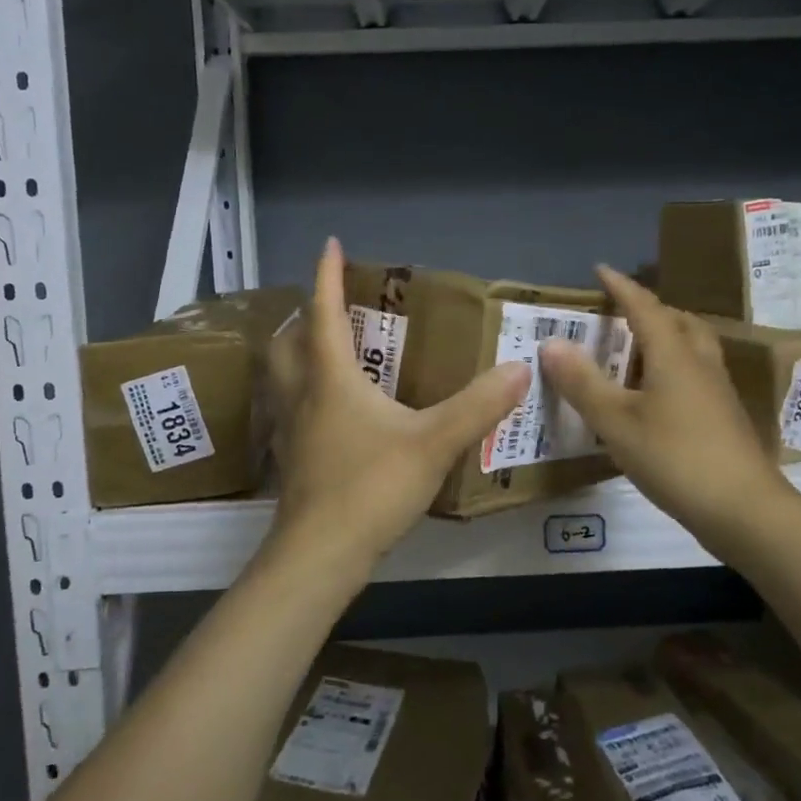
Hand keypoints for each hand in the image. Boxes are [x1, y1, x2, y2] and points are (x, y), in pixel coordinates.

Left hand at [260, 239, 531, 584]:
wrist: (319, 556)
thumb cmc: (370, 488)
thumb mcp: (433, 443)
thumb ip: (478, 406)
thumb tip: (519, 369)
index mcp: (330, 378)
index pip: (323, 313)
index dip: (326, 276)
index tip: (330, 244)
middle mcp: (302, 396)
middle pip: (287, 342)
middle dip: (303, 316)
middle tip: (329, 307)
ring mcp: (291, 431)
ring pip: (281, 377)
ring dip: (297, 354)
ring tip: (327, 352)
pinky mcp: (293, 461)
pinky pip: (290, 410)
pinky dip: (303, 394)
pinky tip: (331, 413)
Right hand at [539, 266, 793, 561]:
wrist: (745, 510)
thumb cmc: (675, 457)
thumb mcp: (616, 421)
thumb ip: (582, 382)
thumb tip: (551, 342)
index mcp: (672, 353)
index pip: (643, 306)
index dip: (620, 286)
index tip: (600, 269)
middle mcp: (699, 362)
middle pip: (677, 321)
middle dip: (648, 309)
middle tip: (619, 314)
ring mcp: (717, 390)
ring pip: (691, 347)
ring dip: (664, 337)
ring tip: (635, 350)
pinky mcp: (723, 416)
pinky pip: (695, 372)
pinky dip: (672, 366)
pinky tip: (655, 395)